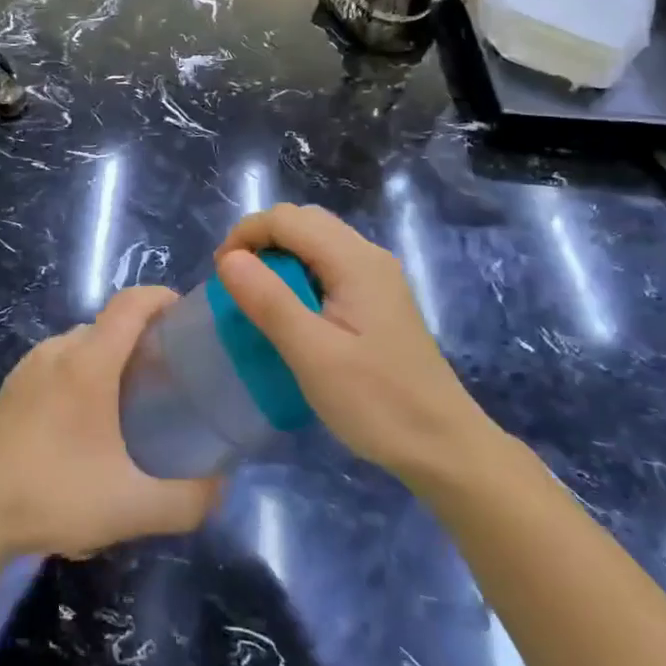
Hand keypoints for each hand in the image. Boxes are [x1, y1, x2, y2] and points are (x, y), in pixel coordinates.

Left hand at [0, 287, 219, 558]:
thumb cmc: (54, 496)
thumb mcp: (133, 507)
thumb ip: (190, 498)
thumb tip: (222, 481)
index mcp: (88, 361)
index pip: (131, 302)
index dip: (163, 298)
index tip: (189, 320)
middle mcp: (58, 350)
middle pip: (111, 324)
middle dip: (145, 339)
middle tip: (171, 379)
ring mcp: (29, 365)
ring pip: (84, 344)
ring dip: (113, 359)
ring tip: (133, 403)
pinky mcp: (12, 385)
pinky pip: (59, 362)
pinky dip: (84, 373)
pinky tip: (88, 423)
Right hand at [215, 204, 504, 482]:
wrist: (444, 447)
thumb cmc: (376, 402)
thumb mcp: (313, 355)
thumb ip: (269, 301)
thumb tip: (228, 259)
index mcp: (355, 261)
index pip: (287, 218)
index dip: (246, 235)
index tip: (221, 275)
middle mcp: (369, 256)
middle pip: (303, 222)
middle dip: (261, 240)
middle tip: (236, 283)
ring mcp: (378, 277)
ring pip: (317, 241)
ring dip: (280, 256)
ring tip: (256, 296)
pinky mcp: (379, 299)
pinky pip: (330, 265)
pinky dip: (300, 273)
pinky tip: (292, 311)